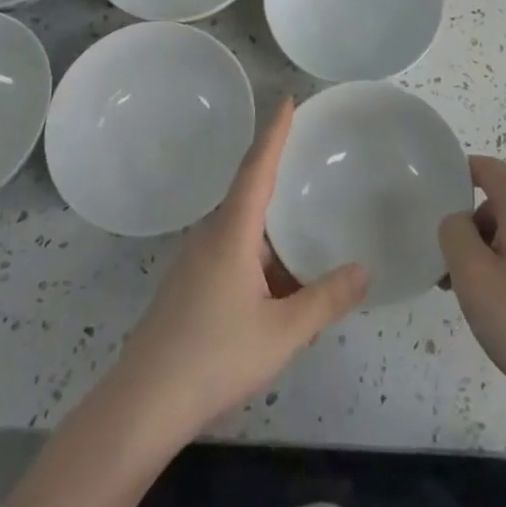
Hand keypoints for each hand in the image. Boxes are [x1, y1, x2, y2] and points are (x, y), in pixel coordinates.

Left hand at [112, 98, 366, 440]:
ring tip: (304, 223)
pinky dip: (259, 253)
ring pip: (242, 228)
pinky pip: (232, 252)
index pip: (257, 167)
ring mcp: (196, 262)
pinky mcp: (189, 286)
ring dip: (271, 225)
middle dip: (277, 172)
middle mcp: (212, 236)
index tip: (287, 100)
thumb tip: (364, 270)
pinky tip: (278, 282)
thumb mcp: (281, 333)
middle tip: (308, 155)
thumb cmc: (213, 358)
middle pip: (249, 191)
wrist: (141, 406)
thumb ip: (324, 300)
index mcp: (232, 232)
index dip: (274, 132)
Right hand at [439, 156, 505, 426]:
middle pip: (503, 201)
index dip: (462, 173)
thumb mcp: (471, 275)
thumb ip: (454, 232)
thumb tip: (460, 222)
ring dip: (492, 249)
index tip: (439, 199)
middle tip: (453, 268)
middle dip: (474, 226)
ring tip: (478, 296)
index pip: (490, 168)